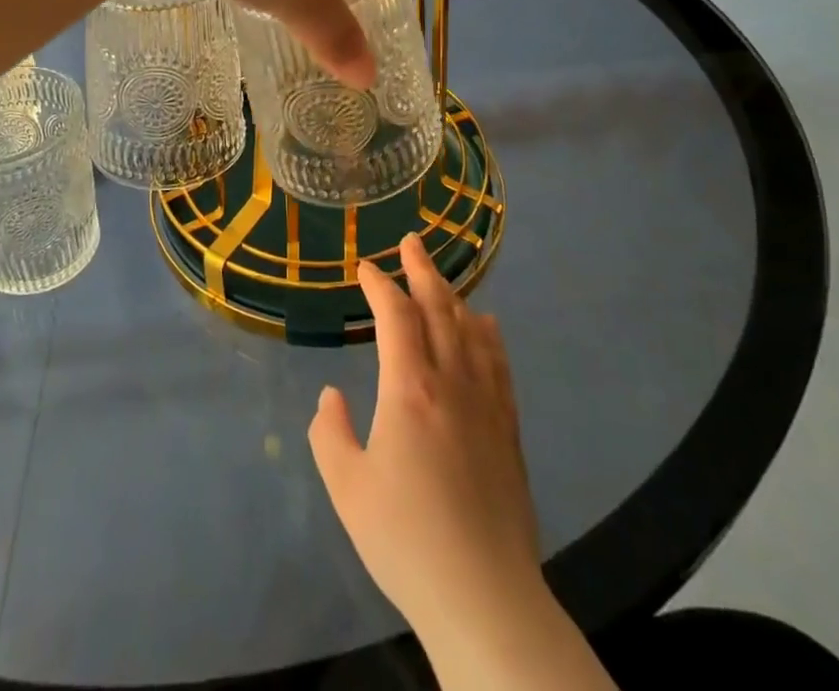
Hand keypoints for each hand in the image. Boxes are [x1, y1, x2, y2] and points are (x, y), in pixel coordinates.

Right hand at [308, 233, 541, 637]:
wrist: (484, 596)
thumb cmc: (406, 540)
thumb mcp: (347, 488)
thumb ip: (330, 434)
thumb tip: (331, 397)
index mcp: (409, 389)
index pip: (395, 316)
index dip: (379, 285)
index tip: (365, 268)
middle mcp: (451, 382)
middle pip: (439, 308)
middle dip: (422, 270)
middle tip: (411, 242)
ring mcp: (486, 403)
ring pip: (471, 330)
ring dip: (453, 296)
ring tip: (440, 277)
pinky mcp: (509, 428)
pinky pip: (499, 364)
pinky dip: (489, 335)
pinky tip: (487, 325)